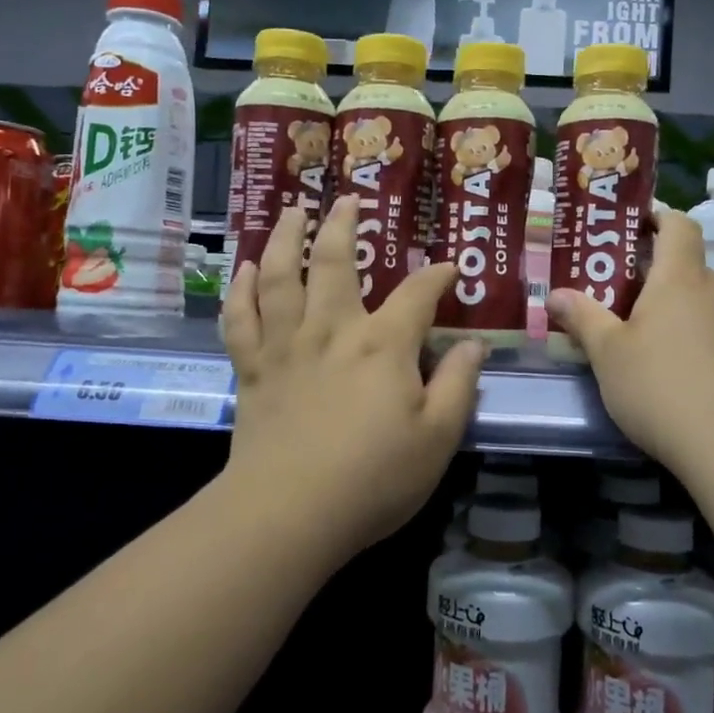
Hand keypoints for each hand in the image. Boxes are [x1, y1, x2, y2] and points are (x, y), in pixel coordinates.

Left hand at [221, 196, 484, 557]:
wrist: (289, 512)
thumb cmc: (374, 478)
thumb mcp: (438, 437)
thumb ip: (459, 385)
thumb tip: (473, 344)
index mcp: (383, 344)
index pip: (417, 294)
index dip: (437, 276)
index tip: (449, 269)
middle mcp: (332, 330)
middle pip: (335, 262)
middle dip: (343, 225)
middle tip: (347, 200)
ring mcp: (286, 346)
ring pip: (281, 276)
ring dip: (285, 238)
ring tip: (291, 211)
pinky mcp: (252, 369)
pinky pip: (240, 318)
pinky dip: (241, 289)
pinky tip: (246, 269)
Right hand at [546, 211, 713, 468]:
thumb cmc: (660, 389)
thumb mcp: (608, 356)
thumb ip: (583, 319)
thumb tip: (556, 293)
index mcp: (680, 279)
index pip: (678, 225)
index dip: (661, 219)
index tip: (643, 229)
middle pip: (695, 275)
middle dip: (672, 290)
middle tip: (644, 320)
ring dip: (702, 321)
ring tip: (682, 361)